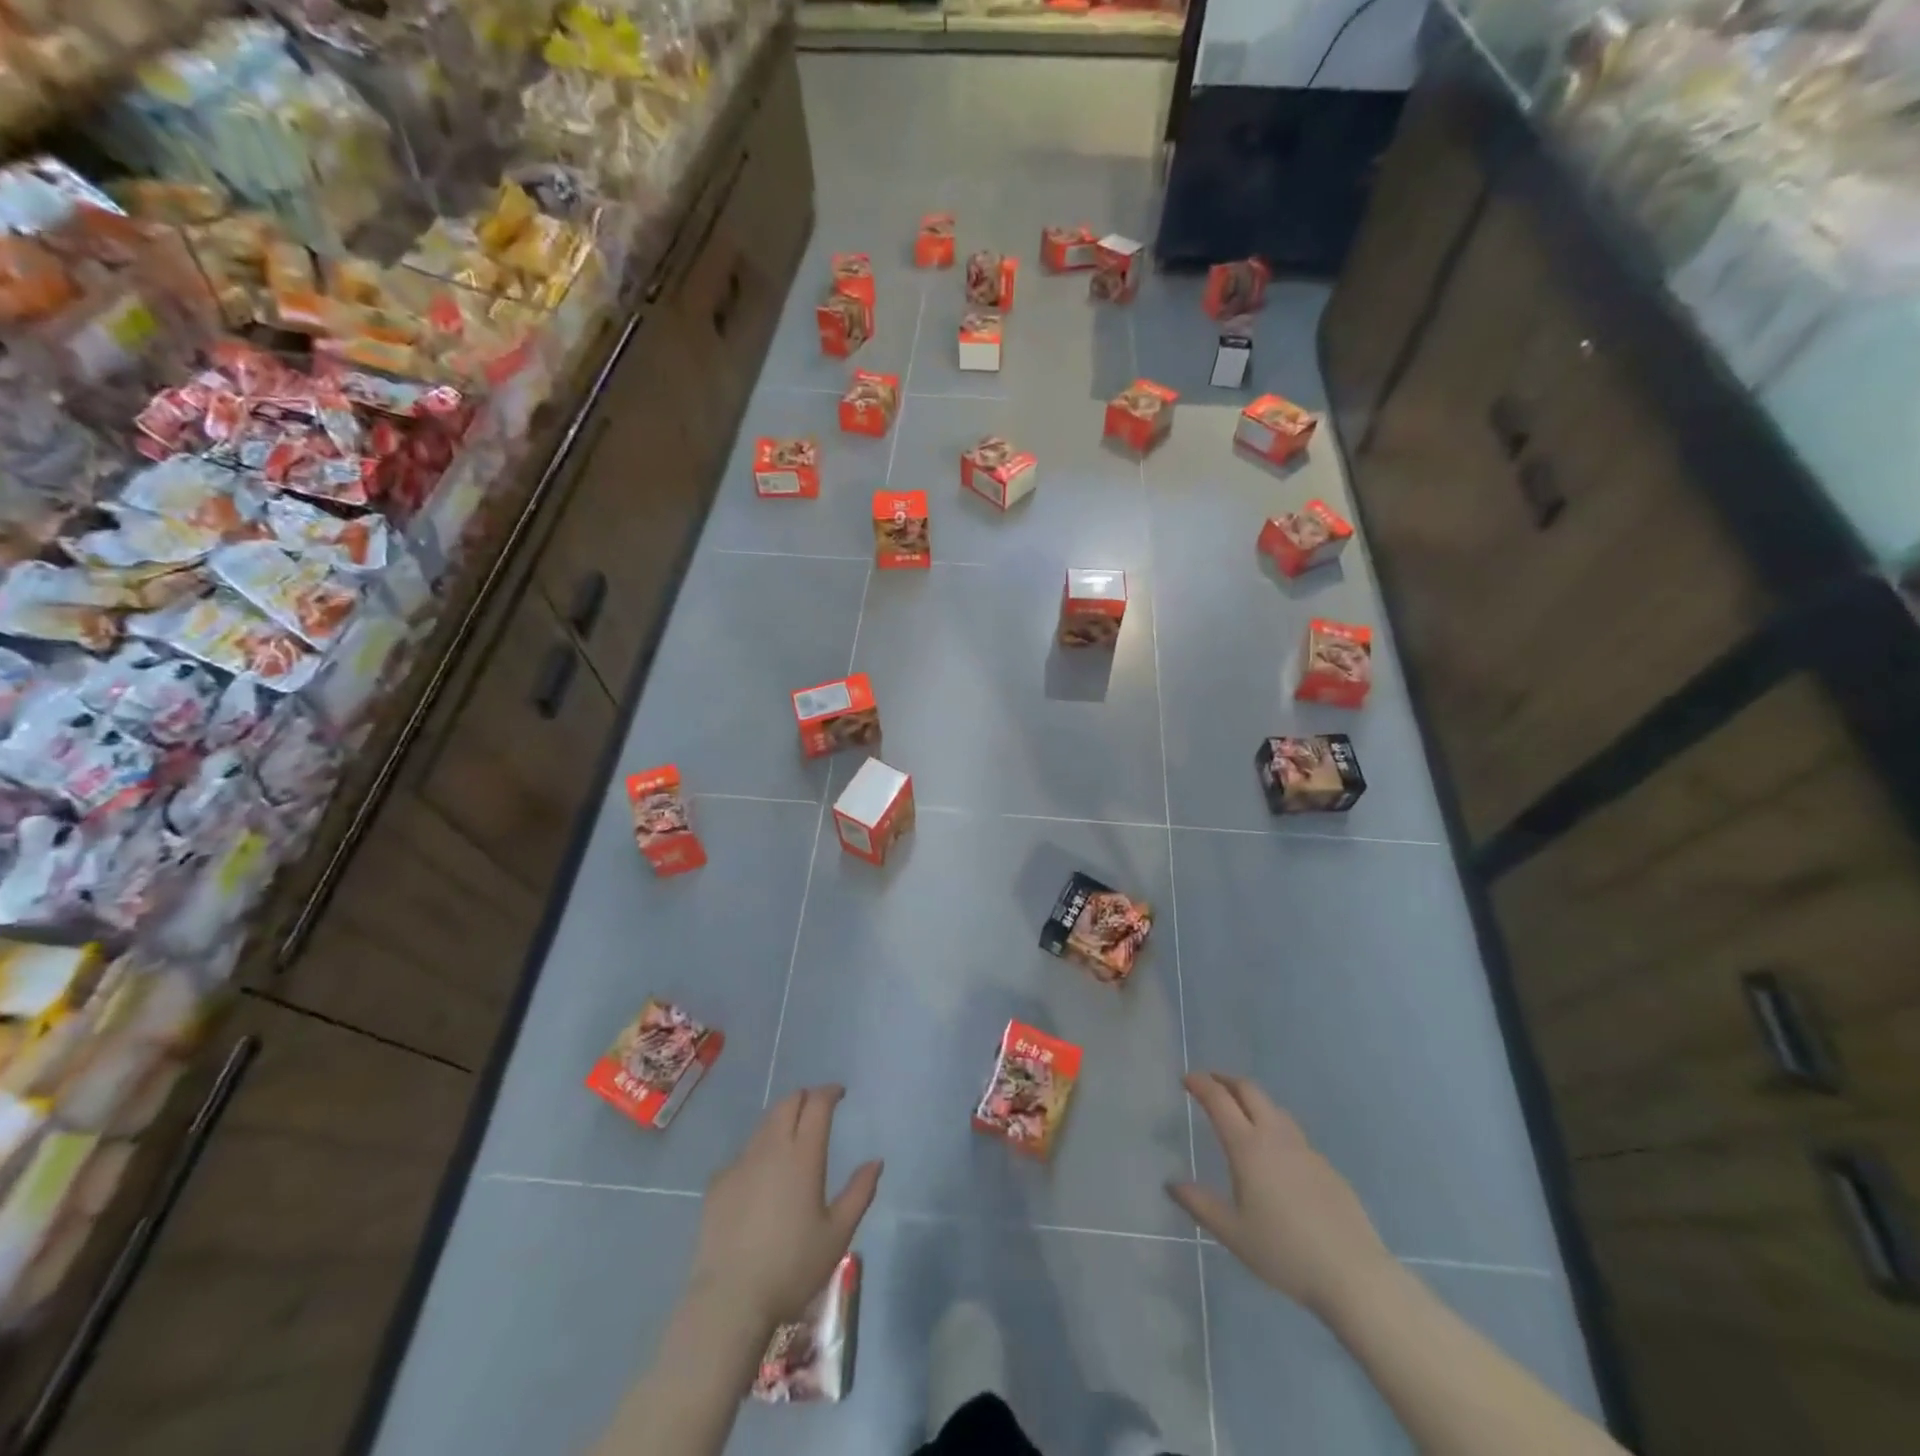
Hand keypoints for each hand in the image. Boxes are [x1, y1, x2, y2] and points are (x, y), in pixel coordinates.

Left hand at [691, 1085, 881, 1331]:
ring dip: (781, 1122)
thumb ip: (859, 1192)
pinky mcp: (717, 1183)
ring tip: (791, 1141)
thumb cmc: (792, 1267)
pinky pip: (743, 1154)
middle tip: (816, 1110)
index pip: (817, 1104)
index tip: (839, 1093)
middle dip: (805, 1098)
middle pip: (787, 1103)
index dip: (829, 1092)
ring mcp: (740, 1163)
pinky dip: (759, 1153)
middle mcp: (771, 1148)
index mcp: (803, 1155)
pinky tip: (761, 1178)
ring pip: (764, 1125)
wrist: (730, 1300)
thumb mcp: (838, 1234)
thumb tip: (876, 1161)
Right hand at [1168, 1072, 1392, 1317]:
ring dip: (1251, 1099)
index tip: (1186, 1079)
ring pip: (1274, 1107)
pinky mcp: (1325, 1165)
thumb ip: (1200, 1205)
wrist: (1354, 1275)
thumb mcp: (1233, 1233)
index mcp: (1248, 1147)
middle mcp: (1275, 1136)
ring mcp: (1305, 1149)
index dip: (1200, 1084)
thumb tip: (1171, 1184)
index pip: (1219, 1100)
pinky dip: (1273, 1124)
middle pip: (1249, 1090)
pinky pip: (1292, 1132)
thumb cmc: (1285, 1253)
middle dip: (1226, 1080)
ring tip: (1240, 1111)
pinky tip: (1274, 1152)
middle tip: (1209, 1083)